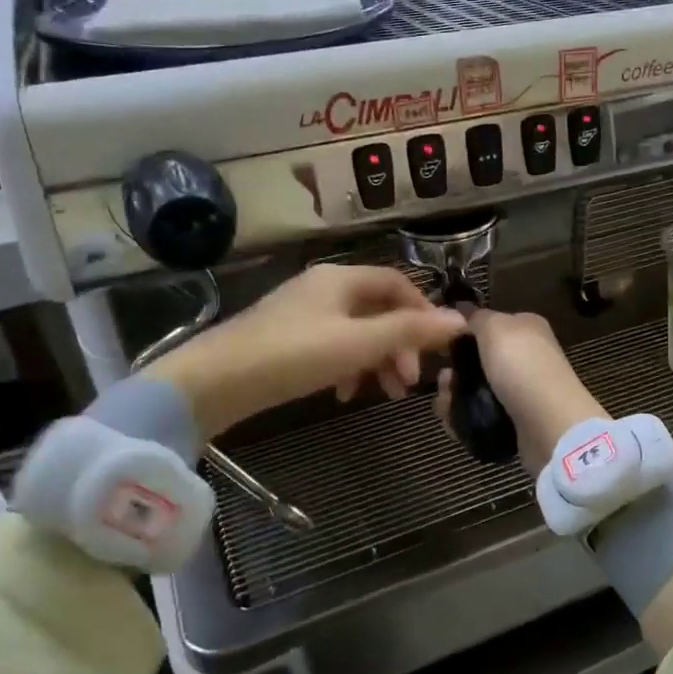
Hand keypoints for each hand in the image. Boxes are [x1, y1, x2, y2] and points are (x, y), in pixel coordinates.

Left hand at [148, 265, 465, 437]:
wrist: (213, 382)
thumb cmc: (292, 356)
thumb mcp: (358, 344)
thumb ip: (409, 331)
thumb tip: (459, 320)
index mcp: (341, 279)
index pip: (398, 283)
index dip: (423, 311)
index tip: (438, 346)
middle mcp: (324, 288)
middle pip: (378, 310)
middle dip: (400, 344)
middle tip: (409, 382)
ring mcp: (303, 313)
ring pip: (356, 331)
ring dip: (377, 359)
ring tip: (385, 394)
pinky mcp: (286, 338)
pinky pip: (332, 346)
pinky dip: (348, 366)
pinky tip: (344, 395)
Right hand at [433, 309, 606, 470]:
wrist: (548, 424)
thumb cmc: (521, 366)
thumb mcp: (495, 327)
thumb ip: (477, 317)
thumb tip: (463, 310)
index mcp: (526, 330)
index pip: (489, 325)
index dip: (464, 333)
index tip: (441, 344)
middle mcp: (525, 358)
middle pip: (478, 361)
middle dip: (454, 371)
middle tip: (444, 380)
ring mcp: (520, 392)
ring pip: (474, 391)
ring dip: (453, 396)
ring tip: (445, 403)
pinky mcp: (514, 422)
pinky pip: (479, 416)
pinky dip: (462, 419)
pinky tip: (451, 421)